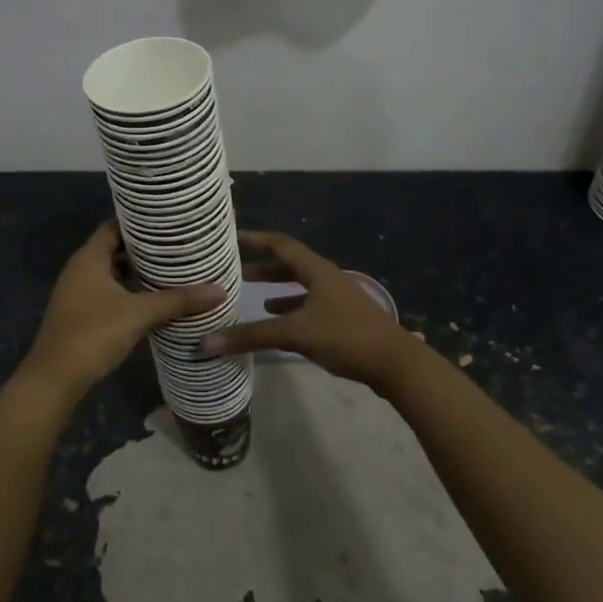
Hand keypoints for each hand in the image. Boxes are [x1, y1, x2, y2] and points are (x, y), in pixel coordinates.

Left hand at [21, 222, 224, 404]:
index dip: (142, 220)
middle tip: (180, 243)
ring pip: (114, 272)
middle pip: (117, 248)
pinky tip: (156, 298)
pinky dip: (131, 291)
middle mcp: (81, 268)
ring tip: (175, 267)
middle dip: (146, 247)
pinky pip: (111, 292)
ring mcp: (80, 292)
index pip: (116, 225)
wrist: (55, 379)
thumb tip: (219, 291)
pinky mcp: (83, 313)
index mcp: (89, 257)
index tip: (170, 218)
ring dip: (139, 271)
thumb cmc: (93, 333)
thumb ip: (177, 300)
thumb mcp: (139, 314)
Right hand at [202, 230, 427, 392]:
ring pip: (302, 286)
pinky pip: (310, 306)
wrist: (396, 364)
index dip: (256, 239)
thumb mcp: (295, 334)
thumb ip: (252, 336)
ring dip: (278, 289)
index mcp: (317, 270)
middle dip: (265, 267)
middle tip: (238, 272)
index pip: (281, 244)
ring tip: (254, 297)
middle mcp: (327, 278)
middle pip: (291, 265)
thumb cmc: (345, 337)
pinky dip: (292, 310)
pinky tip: (281, 324)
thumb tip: (206, 342)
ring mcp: (338, 298)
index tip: (232, 237)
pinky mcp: (344, 319)